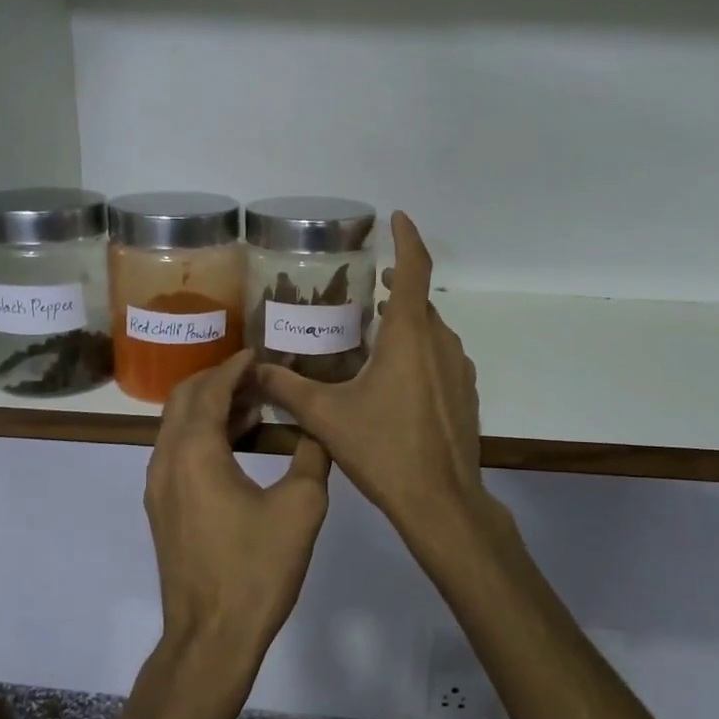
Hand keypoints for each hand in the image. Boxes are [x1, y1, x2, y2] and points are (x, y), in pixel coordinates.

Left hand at [144, 350, 331, 685]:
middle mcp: (166, 460)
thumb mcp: (301, 508)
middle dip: (218, 380)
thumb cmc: (256, 569)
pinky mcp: (163, 509)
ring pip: (177, 426)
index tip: (260, 353)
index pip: (210, 389)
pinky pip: (178, 452)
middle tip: (258, 377)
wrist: (211, 637)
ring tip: (255, 406)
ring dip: (210, 407)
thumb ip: (312, 456)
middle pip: (183, 399)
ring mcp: (158, 486)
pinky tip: (238, 445)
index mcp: (195, 451)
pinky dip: (203, 434)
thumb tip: (318, 428)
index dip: (235, 367)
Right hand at [255, 213, 485, 546]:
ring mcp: (459, 368)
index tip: (397, 217)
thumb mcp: (327, 417)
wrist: (441, 501)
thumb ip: (286, 388)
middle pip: (418, 301)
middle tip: (362, 290)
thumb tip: (252, 369)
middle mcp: (440, 342)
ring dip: (405, 323)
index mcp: (409, 336)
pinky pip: (440, 357)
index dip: (407, 237)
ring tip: (372, 334)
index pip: (414, 268)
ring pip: (430, 331)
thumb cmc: (384, 450)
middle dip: (395, 288)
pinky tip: (394, 380)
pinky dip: (418, 351)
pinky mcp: (466, 393)